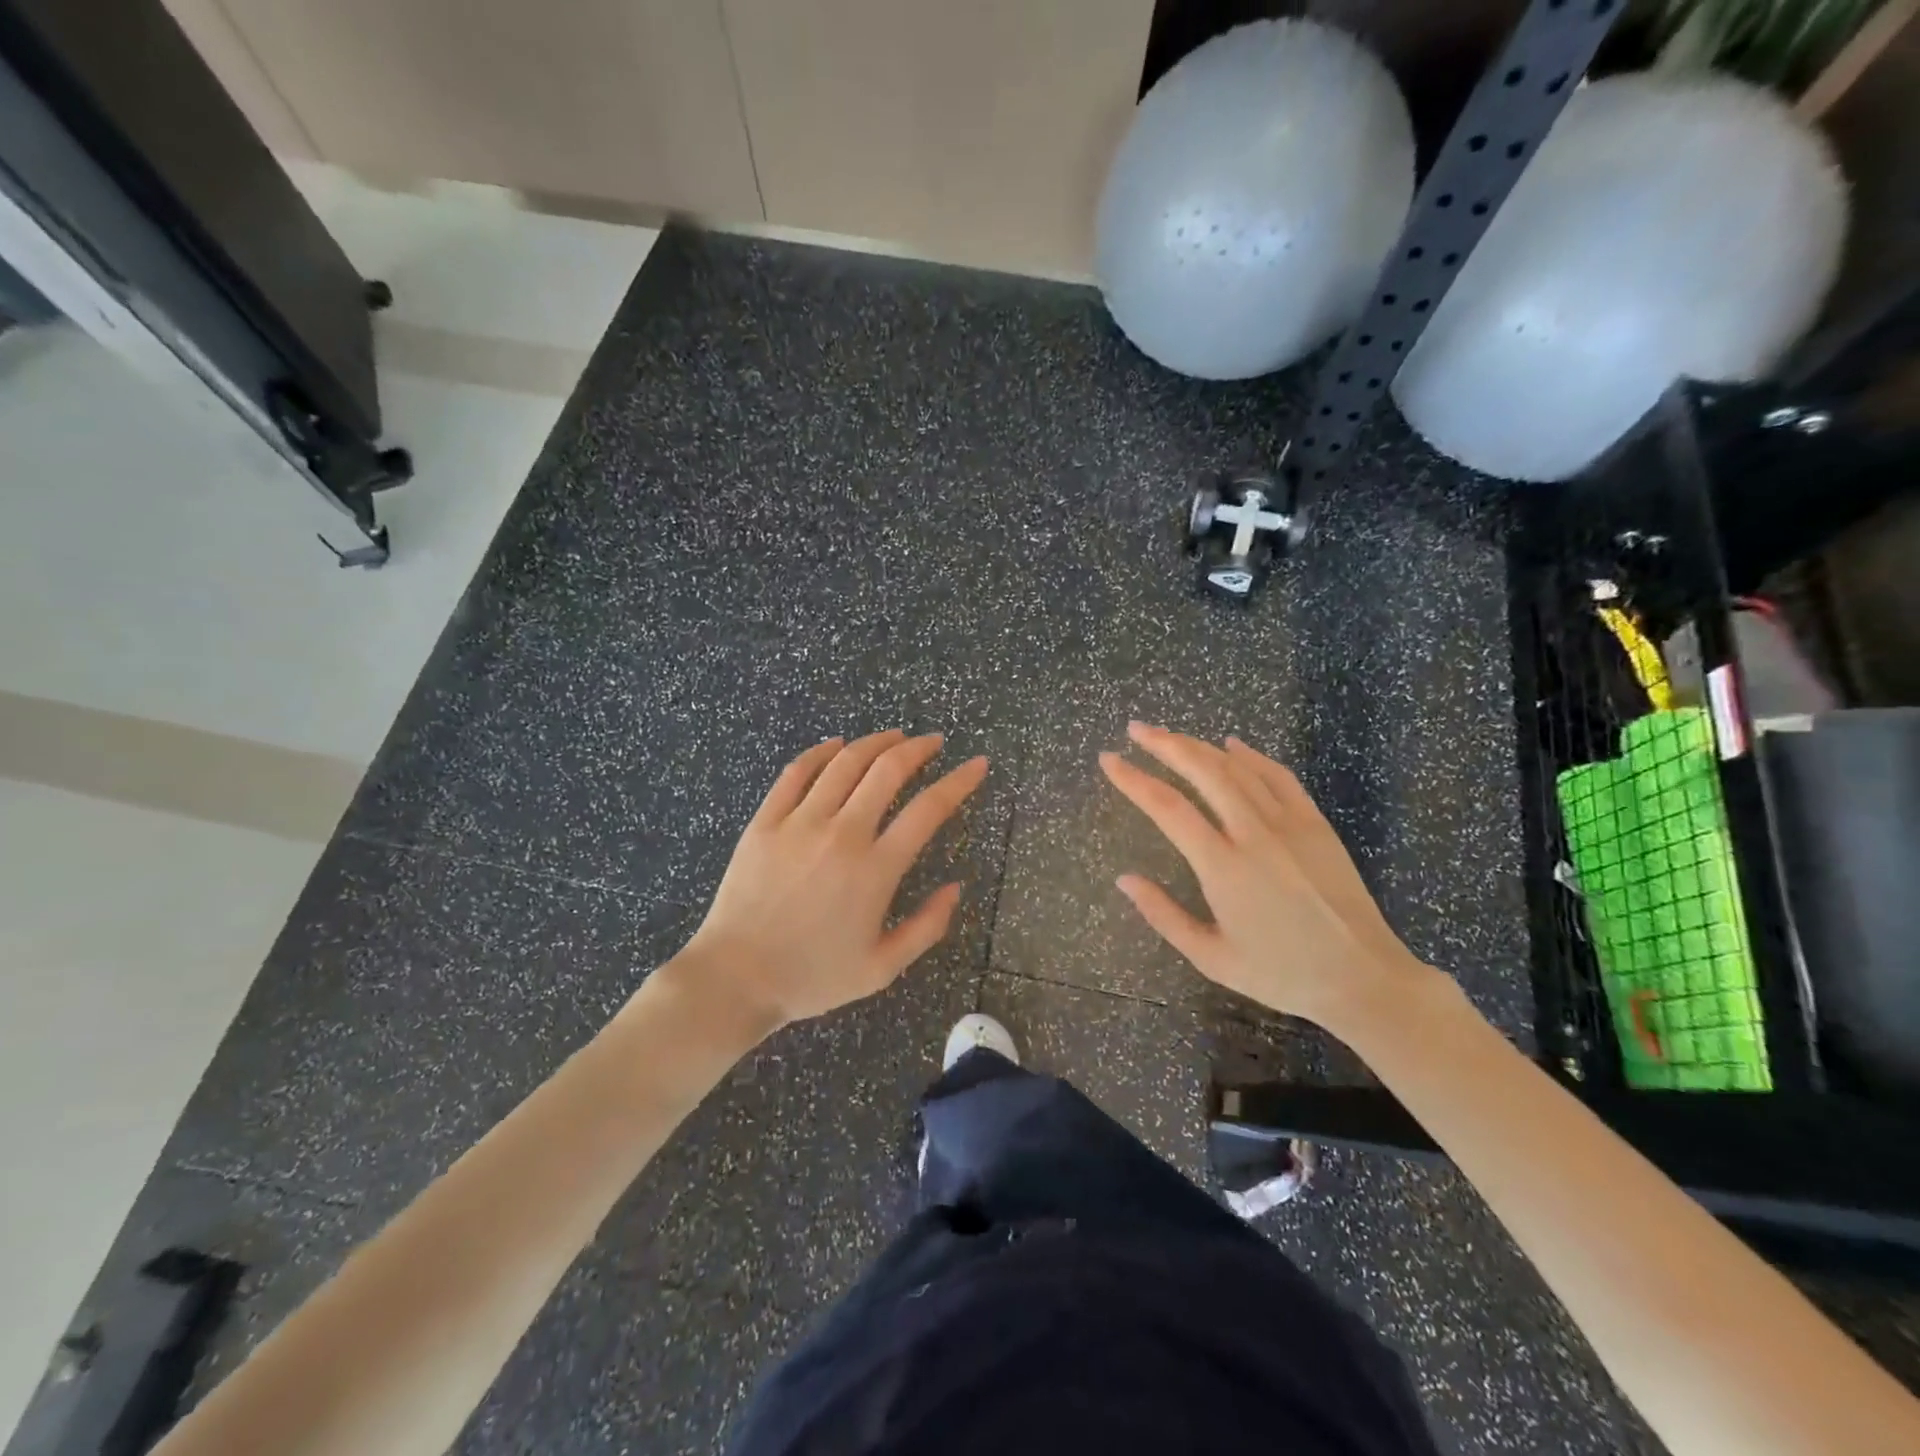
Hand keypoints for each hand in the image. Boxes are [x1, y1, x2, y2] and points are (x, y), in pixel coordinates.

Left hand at [678, 730, 987, 1028]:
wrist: (734, 979)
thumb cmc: (812, 977)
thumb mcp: (882, 969)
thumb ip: (926, 927)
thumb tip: (956, 887)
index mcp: (876, 870)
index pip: (929, 809)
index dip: (959, 781)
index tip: (977, 764)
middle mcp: (842, 834)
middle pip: (888, 771)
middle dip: (918, 748)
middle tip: (933, 742)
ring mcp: (799, 823)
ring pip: (845, 762)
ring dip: (876, 742)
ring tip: (894, 736)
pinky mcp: (765, 821)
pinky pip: (796, 772)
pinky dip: (821, 752)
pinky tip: (836, 744)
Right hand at [1100, 722, 1435, 1031]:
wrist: (1363, 977)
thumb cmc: (1281, 973)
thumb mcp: (1211, 958)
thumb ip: (1163, 915)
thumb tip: (1124, 879)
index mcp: (1223, 867)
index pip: (1168, 808)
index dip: (1134, 779)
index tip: (1109, 760)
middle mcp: (1254, 834)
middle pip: (1203, 771)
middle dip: (1165, 744)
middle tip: (1136, 729)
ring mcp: (1289, 824)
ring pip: (1238, 768)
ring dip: (1200, 746)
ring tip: (1171, 735)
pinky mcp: (1315, 824)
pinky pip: (1279, 777)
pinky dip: (1252, 755)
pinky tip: (1232, 745)